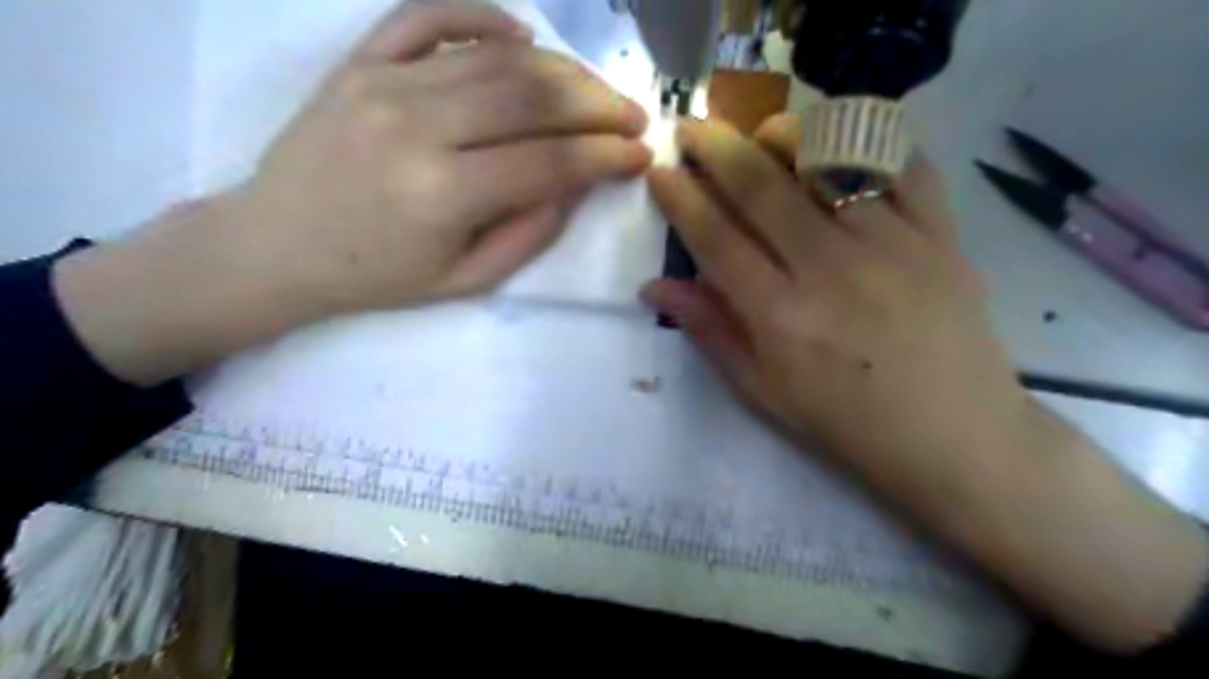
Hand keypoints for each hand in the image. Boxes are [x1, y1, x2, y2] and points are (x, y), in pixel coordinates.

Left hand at [240, 0, 651, 309]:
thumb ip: (529, 232)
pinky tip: (520, 34)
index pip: (549, 163)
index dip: (605, 156)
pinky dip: (481, 16)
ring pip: (494, 57)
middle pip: (531, 97)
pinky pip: (427, 16)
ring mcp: (383, 83)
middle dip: (597, 104)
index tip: (641, 155)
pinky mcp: (359, 61)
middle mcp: (416, 127)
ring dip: (559, 68)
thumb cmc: (378, 276)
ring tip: (593, 89)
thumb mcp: (466, 280)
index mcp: (442, 195)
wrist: (277, 245)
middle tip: (632, 116)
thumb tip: (577, 183)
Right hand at [641, 114, 1016, 499]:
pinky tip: (841, 148)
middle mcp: (830, 270)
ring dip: (784, 136)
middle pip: (762, 188)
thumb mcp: (763, 391)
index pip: (716, 239)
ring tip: (761, 133)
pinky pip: (903, 167)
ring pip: (828, 162)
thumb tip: (654, 286)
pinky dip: (868, 145)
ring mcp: (892, 246)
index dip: (682, 199)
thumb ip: (711, 330)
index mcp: (781, 317)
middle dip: (716, 148)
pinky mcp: (943, 237)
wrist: (955, 438)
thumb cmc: (846, 425)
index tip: (661, 173)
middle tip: (692, 128)